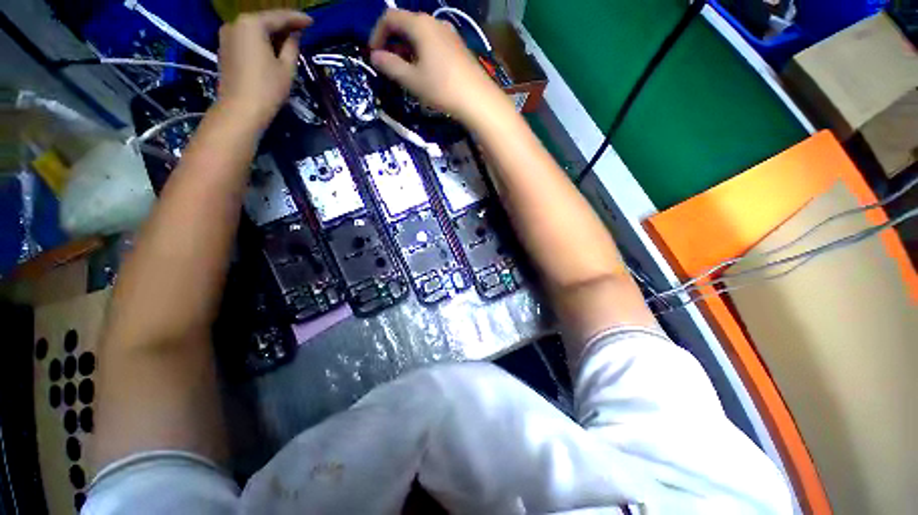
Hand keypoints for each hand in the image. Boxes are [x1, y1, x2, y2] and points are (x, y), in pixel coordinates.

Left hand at [217, 10, 311, 127]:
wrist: (241, 109)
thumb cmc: (268, 88)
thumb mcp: (287, 67)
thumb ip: (291, 46)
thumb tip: (294, 35)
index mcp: (252, 24)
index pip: (279, 17)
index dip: (297, 19)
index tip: (312, 21)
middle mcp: (236, 23)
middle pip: (264, 20)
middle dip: (283, 25)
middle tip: (301, 31)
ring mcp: (227, 35)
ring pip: (255, 29)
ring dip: (272, 34)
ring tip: (289, 41)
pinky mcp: (225, 48)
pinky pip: (247, 39)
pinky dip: (261, 41)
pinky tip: (272, 49)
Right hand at [369, 9, 506, 123]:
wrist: (477, 99)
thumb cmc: (442, 88)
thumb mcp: (412, 80)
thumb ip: (391, 66)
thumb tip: (375, 57)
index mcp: (420, 24)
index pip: (390, 17)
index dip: (377, 34)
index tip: (375, 55)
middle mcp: (435, 22)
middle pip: (406, 23)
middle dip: (393, 42)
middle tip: (390, 65)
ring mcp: (449, 33)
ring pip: (421, 33)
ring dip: (408, 48)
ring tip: (407, 70)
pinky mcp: (458, 46)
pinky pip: (434, 41)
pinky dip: (422, 51)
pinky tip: (426, 70)